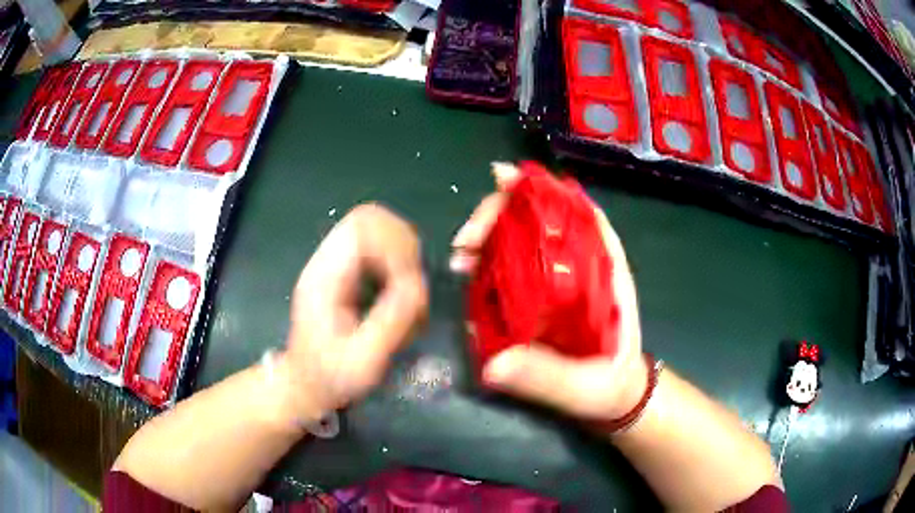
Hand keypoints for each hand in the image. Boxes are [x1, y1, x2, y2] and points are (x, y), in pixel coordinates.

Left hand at [277, 204, 427, 424]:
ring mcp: (339, 265)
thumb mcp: (362, 361)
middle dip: (404, 249)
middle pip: (372, 219)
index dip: (395, 246)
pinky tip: (401, 300)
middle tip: (414, 289)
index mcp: (324, 276)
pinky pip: (383, 252)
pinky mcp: (350, 273)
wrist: (307, 384)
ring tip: (409, 299)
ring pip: (381, 232)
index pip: (362, 227)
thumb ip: (389, 323)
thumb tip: (418, 287)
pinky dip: (401, 270)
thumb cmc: (330, 377)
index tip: (409, 285)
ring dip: (405, 260)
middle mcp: (330, 261)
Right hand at [451, 163, 646, 421]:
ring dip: (489, 236)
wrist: (613, 400)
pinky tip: (468, 271)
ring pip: (523, 238)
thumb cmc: (610, 388)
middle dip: (500, 215)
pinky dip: (489, 260)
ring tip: (460, 257)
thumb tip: (495, 366)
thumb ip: (548, 378)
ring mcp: (559, 278)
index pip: (578, 213)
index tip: (504, 182)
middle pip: (542, 219)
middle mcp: (581, 265)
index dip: (543, 191)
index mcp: (605, 273)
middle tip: (465, 241)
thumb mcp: (586, 387)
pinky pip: (514, 265)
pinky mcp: (542, 295)